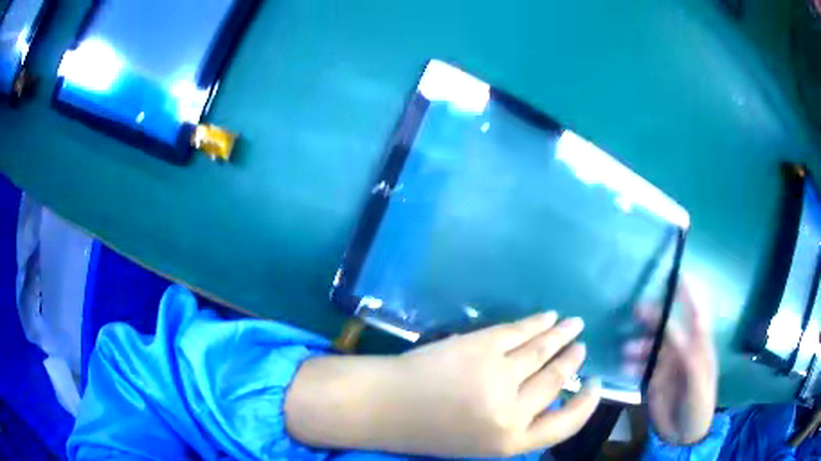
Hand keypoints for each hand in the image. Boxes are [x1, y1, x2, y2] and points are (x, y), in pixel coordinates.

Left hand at [285, 312, 600, 456]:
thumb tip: (551, 396)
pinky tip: (548, 317)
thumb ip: (518, 425)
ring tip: (575, 326)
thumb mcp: (480, 443)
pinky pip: (520, 332)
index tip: (597, 387)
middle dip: (573, 361)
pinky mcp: (480, 346)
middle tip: (582, 347)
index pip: (565, 425)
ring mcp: (497, 375)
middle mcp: (511, 410)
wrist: (384, 406)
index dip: (586, 405)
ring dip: (562, 335)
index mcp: (509, 442)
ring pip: (543, 351)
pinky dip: (537, 323)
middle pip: (556, 379)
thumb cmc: (430, 430)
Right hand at [623, 283, 717, 444]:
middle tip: (636, 310)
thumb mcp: (698, 382)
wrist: (683, 436)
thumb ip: (690, 356)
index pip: (695, 315)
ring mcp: (667, 365)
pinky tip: (624, 367)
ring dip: (639, 343)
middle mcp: (682, 351)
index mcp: (699, 347)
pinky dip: (632, 363)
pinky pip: (641, 366)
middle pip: (668, 327)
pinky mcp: (653, 380)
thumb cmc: (698, 406)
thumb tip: (675, 329)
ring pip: (651, 345)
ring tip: (626, 350)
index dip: (689, 295)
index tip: (678, 275)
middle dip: (654, 316)